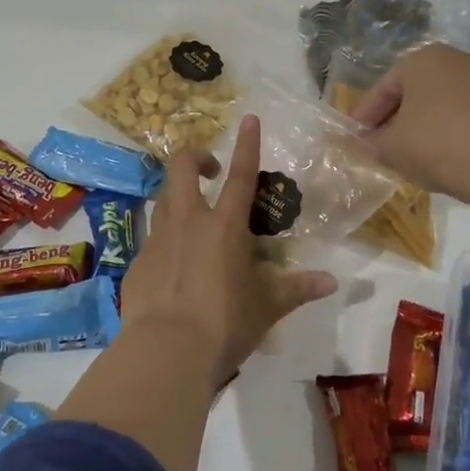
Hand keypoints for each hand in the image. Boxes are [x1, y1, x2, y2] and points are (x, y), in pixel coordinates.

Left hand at [120, 114, 338, 387]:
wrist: (166, 351)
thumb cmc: (224, 323)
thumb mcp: (267, 306)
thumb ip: (296, 288)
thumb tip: (331, 282)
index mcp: (224, 226)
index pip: (241, 175)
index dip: (247, 144)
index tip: (249, 119)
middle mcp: (188, 222)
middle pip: (181, 168)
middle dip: (195, 157)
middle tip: (210, 170)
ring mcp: (157, 239)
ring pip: (162, 199)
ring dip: (178, 196)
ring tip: (194, 217)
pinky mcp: (137, 263)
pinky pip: (152, 239)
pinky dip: (166, 241)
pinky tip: (174, 268)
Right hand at [346, 44, 469, 204]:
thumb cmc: (437, 145)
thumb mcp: (391, 147)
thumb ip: (371, 143)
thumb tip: (363, 144)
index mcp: (421, 59)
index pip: (383, 88)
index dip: (364, 116)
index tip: (353, 138)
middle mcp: (453, 59)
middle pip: (411, 92)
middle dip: (392, 119)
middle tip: (376, 145)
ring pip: (436, 102)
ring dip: (418, 125)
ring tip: (405, 153)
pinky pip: (459, 113)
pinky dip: (443, 129)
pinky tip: (436, 154)